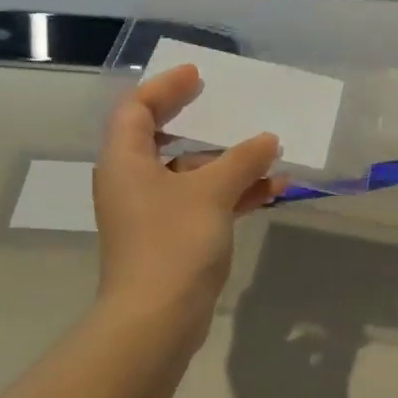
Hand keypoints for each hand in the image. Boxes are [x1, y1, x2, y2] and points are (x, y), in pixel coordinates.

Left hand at [93, 65, 283, 326]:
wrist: (156, 320)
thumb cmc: (173, 243)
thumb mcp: (211, 192)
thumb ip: (241, 160)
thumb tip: (267, 140)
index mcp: (125, 161)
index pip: (136, 108)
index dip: (165, 87)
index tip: (198, 77)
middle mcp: (132, 182)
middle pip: (163, 139)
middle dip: (200, 124)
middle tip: (228, 107)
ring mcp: (151, 213)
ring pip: (189, 174)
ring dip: (227, 163)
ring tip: (269, 154)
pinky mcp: (170, 238)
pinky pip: (202, 203)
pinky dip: (231, 194)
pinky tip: (272, 191)